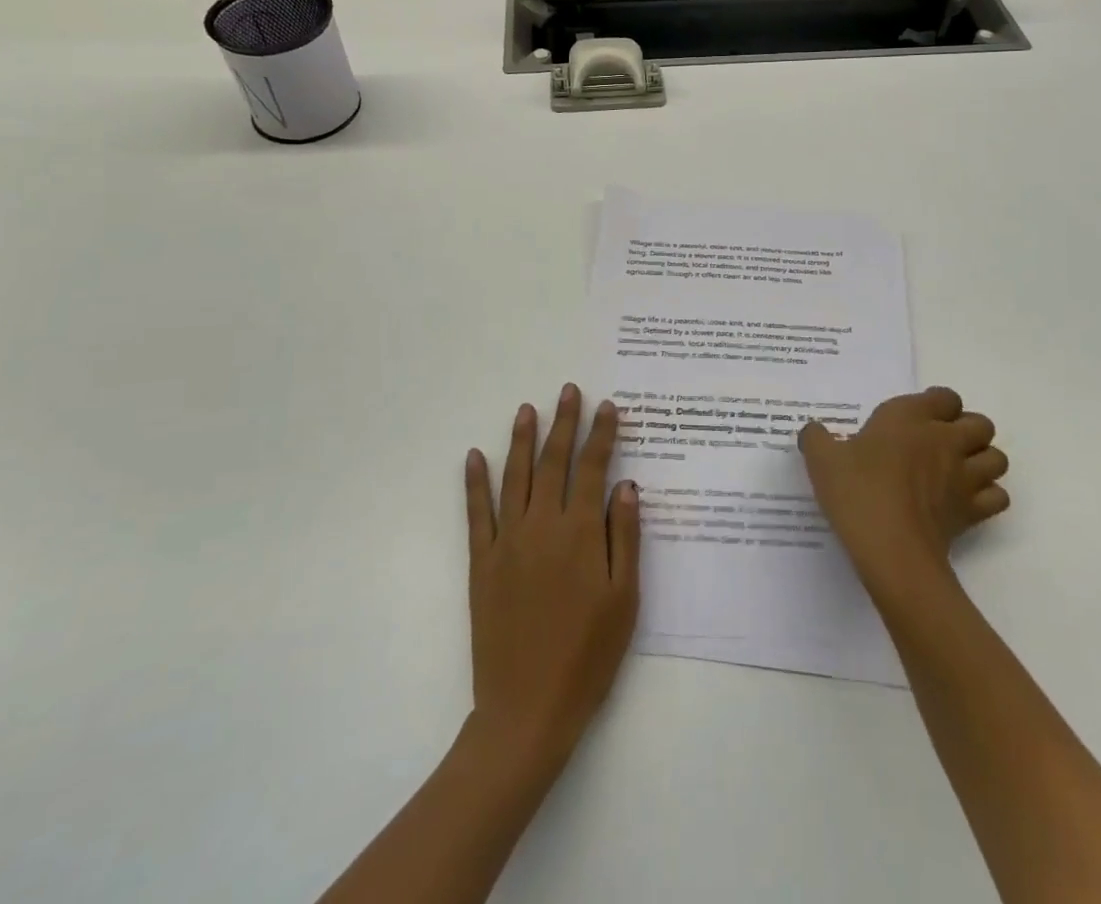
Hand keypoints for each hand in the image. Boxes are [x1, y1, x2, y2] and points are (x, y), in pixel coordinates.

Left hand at [464, 384, 640, 772]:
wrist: (527, 709)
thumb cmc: (588, 655)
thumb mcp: (625, 599)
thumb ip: (625, 536)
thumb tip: (625, 485)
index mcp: (580, 533)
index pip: (593, 468)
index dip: (601, 434)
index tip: (608, 406)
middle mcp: (543, 526)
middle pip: (553, 462)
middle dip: (564, 423)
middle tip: (569, 390)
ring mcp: (508, 541)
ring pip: (515, 476)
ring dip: (521, 439)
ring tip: (527, 408)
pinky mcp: (482, 563)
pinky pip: (477, 513)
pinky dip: (475, 482)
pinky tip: (474, 456)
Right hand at [799, 387, 1008, 595]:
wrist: (890, 548)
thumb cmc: (857, 491)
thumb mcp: (822, 459)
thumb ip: (817, 438)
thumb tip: (813, 431)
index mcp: (910, 417)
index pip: (946, 397)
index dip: (937, 406)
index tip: (918, 420)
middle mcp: (944, 439)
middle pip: (981, 424)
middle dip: (968, 431)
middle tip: (941, 446)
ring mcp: (964, 476)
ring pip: (997, 458)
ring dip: (983, 462)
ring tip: (958, 472)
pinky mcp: (973, 511)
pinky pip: (997, 496)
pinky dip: (988, 497)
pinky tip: (965, 503)